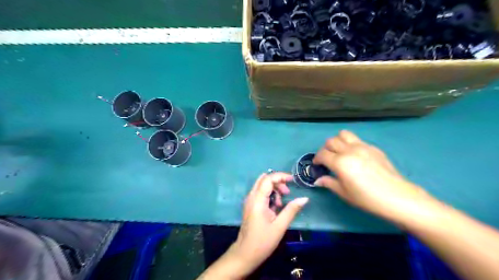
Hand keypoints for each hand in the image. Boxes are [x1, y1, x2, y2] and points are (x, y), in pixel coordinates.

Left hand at [232, 173, 309, 275]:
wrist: (245, 254)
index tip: (293, 180)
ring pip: (262, 185)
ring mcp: (249, 201)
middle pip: (264, 179)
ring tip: (282, 203)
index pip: (268, 179)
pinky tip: (275, 207)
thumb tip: (304, 198)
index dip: (280, 176)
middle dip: (277, 182)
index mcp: (257, 200)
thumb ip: (291, 210)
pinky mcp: (250, 206)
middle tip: (287, 192)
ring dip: (274, 189)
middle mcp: (251, 197)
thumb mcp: (279, 226)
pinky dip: (270, 194)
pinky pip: (260, 193)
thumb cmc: (262, 242)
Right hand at [311, 130, 432, 222]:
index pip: (322, 154)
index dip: (317, 159)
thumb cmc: (367, 198)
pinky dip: (351, 145)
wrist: (397, 197)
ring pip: (343, 134)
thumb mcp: (344, 193)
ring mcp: (363, 147)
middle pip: (331, 141)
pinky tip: (356, 157)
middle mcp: (350, 150)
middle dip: (325, 149)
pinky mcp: (373, 148)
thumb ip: (329, 183)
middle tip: (327, 159)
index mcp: (340, 162)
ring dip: (338, 141)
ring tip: (340, 152)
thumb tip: (318, 180)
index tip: (317, 165)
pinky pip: (357, 140)